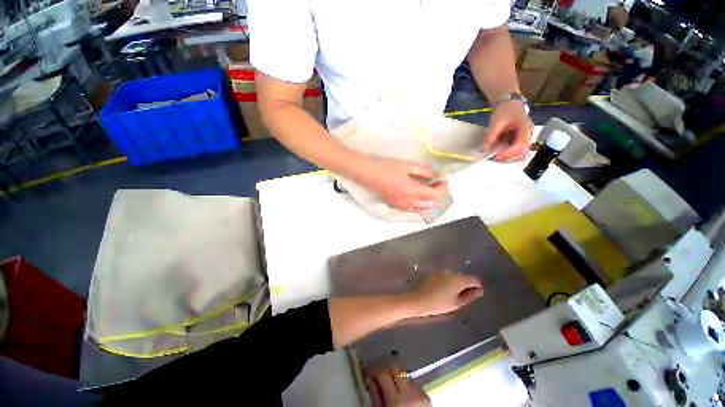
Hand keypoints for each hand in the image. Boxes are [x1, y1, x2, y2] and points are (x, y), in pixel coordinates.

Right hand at [362, 158, 448, 212]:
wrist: (371, 175)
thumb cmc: (389, 168)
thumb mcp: (408, 166)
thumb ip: (424, 171)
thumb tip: (436, 175)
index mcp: (413, 190)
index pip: (435, 194)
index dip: (442, 188)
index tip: (442, 180)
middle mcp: (409, 201)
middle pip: (430, 203)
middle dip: (437, 195)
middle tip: (435, 185)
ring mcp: (402, 206)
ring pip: (421, 209)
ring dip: (428, 201)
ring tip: (427, 191)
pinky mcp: (396, 206)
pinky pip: (411, 209)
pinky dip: (418, 205)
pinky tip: (416, 197)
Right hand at [366, 366, 430, 406]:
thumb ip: (375, 397)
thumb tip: (369, 380)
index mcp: (396, 399)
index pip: (383, 373)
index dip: (375, 372)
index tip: (371, 376)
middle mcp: (410, 392)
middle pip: (396, 369)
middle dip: (387, 372)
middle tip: (380, 380)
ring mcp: (421, 393)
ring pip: (405, 375)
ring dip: (397, 379)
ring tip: (392, 390)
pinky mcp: (427, 396)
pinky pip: (413, 384)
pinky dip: (406, 386)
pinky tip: (403, 396)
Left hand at [412, 271, 483, 316]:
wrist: (421, 300)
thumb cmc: (441, 304)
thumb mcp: (458, 303)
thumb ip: (470, 295)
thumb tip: (479, 290)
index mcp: (459, 279)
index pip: (474, 279)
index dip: (477, 286)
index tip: (476, 295)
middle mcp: (451, 272)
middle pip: (464, 277)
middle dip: (466, 285)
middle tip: (464, 298)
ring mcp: (442, 272)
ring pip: (455, 277)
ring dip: (457, 284)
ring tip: (453, 295)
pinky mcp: (435, 274)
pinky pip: (447, 277)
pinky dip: (449, 282)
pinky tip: (445, 291)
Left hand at [482, 100, 533, 161]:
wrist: (510, 104)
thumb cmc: (505, 110)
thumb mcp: (496, 121)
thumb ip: (490, 135)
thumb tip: (484, 149)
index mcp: (526, 129)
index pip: (520, 145)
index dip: (508, 153)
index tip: (496, 157)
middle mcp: (529, 136)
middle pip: (522, 153)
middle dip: (507, 158)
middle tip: (493, 158)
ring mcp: (525, 140)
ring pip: (519, 155)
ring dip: (507, 158)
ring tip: (494, 156)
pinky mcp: (519, 142)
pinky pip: (515, 152)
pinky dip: (507, 155)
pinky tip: (497, 153)